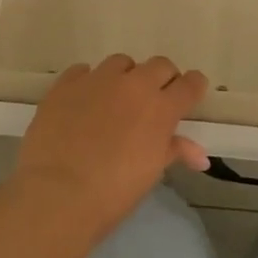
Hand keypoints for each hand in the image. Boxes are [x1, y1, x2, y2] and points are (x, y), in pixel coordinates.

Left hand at [14, 54, 210, 236]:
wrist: (57, 195)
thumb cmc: (112, 193)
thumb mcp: (150, 173)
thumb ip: (174, 152)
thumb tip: (200, 155)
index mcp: (160, 109)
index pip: (190, 84)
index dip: (193, 87)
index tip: (189, 96)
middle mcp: (133, 85)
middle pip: (159, 65)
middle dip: (162, 79)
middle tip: (153, 101)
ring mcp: (98, 80)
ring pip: (121, 63)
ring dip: (125, 77)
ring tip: (115, 100)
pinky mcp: (66, 84)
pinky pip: (83, 71)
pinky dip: (88, 82)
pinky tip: (82, 102)